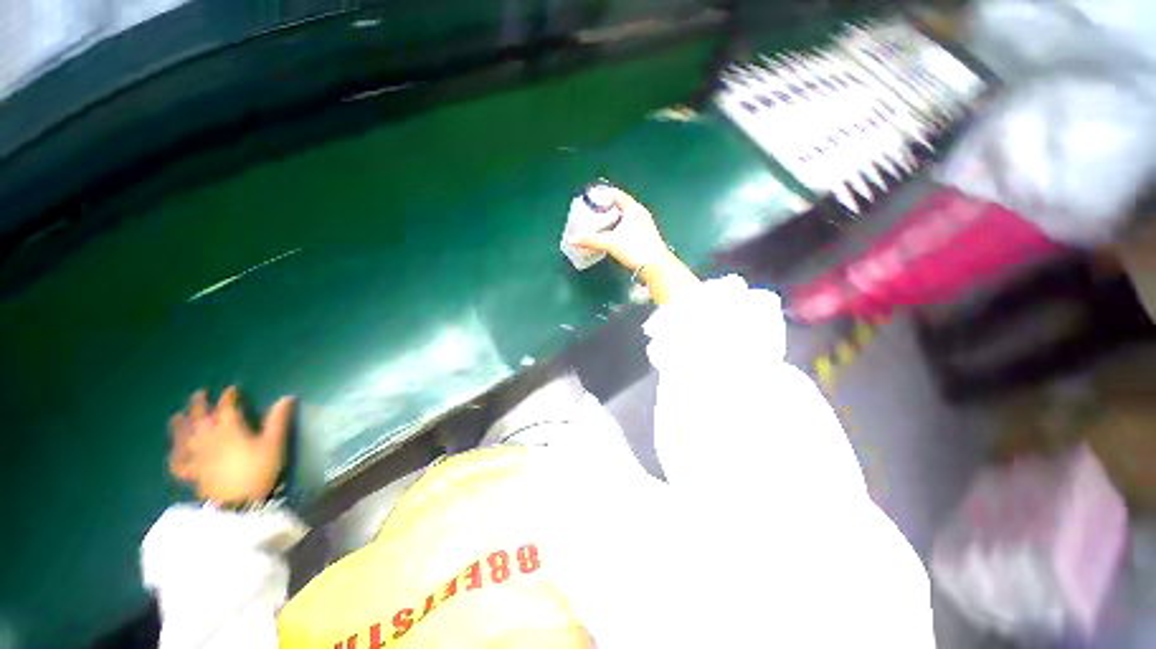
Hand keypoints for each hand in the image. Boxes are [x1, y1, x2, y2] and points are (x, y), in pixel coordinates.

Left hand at [168, 387, 295, 505]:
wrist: (236, 503)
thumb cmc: (258, 470)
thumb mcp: (274, 444)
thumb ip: (278, 420)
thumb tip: (287, 397)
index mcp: (229, 429)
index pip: (227, 408)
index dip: (229, 397)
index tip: (232, 389)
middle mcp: (208, 438)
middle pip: (201, 418)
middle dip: (199, 405)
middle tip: (199, 394)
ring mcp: (196, 456)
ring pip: (184, 437)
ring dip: (180, 425)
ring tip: (177, 417)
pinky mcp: (191, 473)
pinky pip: (178, 462)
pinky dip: (174, 455)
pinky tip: (173, 452)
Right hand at [574, 188, 672, 272]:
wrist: (656, 266)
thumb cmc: (636, 249)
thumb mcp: (611, 243)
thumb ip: (591, 240)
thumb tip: (572, 240)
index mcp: (633, 208)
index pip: (616, 194)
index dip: (602, 194)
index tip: (591, 198)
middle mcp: (640, 213)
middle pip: (620, 205)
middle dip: (606, 207)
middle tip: (592, 211)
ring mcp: (644, 225)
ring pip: (625, 216)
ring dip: (612, 218)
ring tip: (599, 223)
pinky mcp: (645, 236)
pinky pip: (628, 226)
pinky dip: (618, 227)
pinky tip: (612, 235)